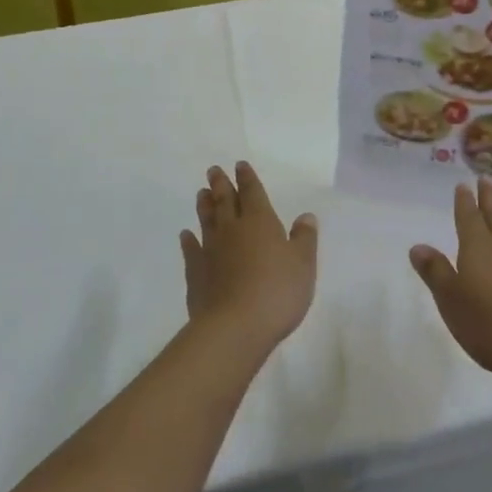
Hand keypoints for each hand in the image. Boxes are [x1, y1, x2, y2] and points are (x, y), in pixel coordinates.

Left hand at [180, 162, 317, 356]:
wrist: (235, 327)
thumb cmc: (277, 292)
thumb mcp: (303, 265)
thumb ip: (304, 239)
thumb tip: (305, 216)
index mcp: (260, 222)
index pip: (253, 193)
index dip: (247, 178)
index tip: (239, 165)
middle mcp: (232, 229)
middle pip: (225, 201)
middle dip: (221, 184)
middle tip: (213, 170)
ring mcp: (210, 251)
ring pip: (206, 220)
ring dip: (205, 205)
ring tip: (201, 193)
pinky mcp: (196, 274)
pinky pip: (191, 250)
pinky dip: (188, 241)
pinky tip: (185, 235)